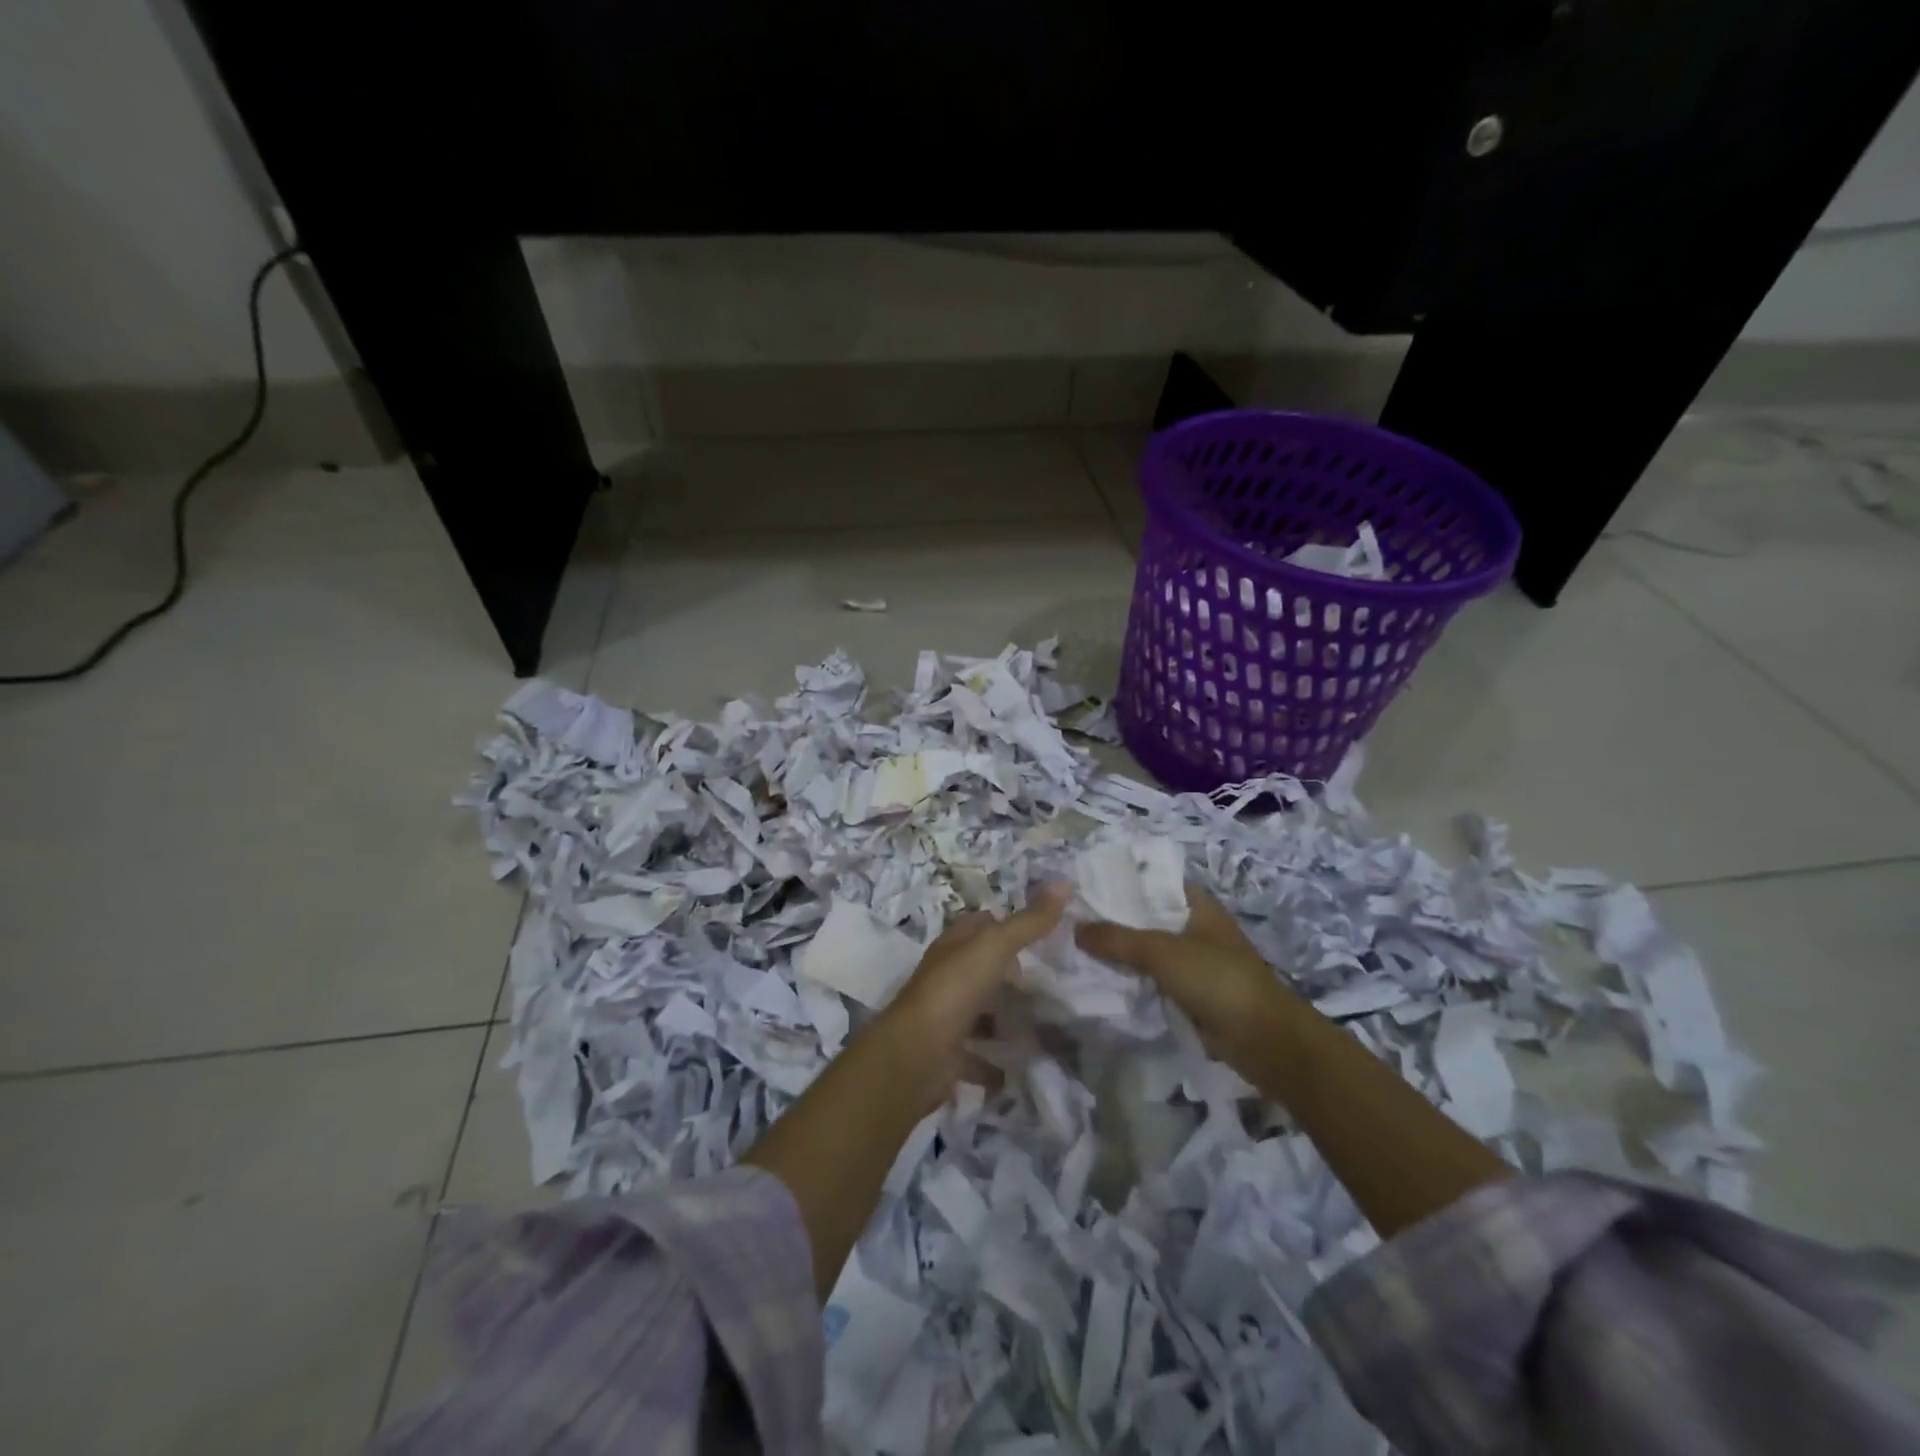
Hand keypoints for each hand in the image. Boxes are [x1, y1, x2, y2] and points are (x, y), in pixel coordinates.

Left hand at [873, 884, 1069, 1107]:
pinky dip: (996, 1063)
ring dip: (1004, 1018)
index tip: (1042, 933)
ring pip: (979, 1012)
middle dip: (1010, 974)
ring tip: (1045, 1025)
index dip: (1007, 924)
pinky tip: (1020, 1067)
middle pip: (981, 969)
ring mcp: (944, 1018)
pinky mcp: (947, 1056)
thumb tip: (1064, 881)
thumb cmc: (954, 990)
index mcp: (953, 947)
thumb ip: (1029, 921)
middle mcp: (946, 978)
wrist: (916, 1055)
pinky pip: (977, 1057)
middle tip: (1050, 982)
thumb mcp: (995, 947)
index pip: (980, 925)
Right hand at [1075, 882, 1305, 1079]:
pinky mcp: (1190, 992)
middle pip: (1147, 916)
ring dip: (1120, 950)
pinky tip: (1101, 978)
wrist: (1263, 1039)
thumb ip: (1117, 939)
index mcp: (1197, 904)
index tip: (1085, 883)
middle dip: (1113, 918)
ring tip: (1076, 945)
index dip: (1122, 880)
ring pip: (1148, 949)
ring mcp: (1194, 961)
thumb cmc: (1216, 978)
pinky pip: (1153, 978)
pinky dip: (1132, 978)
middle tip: (1070, 916)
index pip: (1153, 881)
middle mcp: (1195, 927)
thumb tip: (1075, 928)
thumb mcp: (1161, 951)